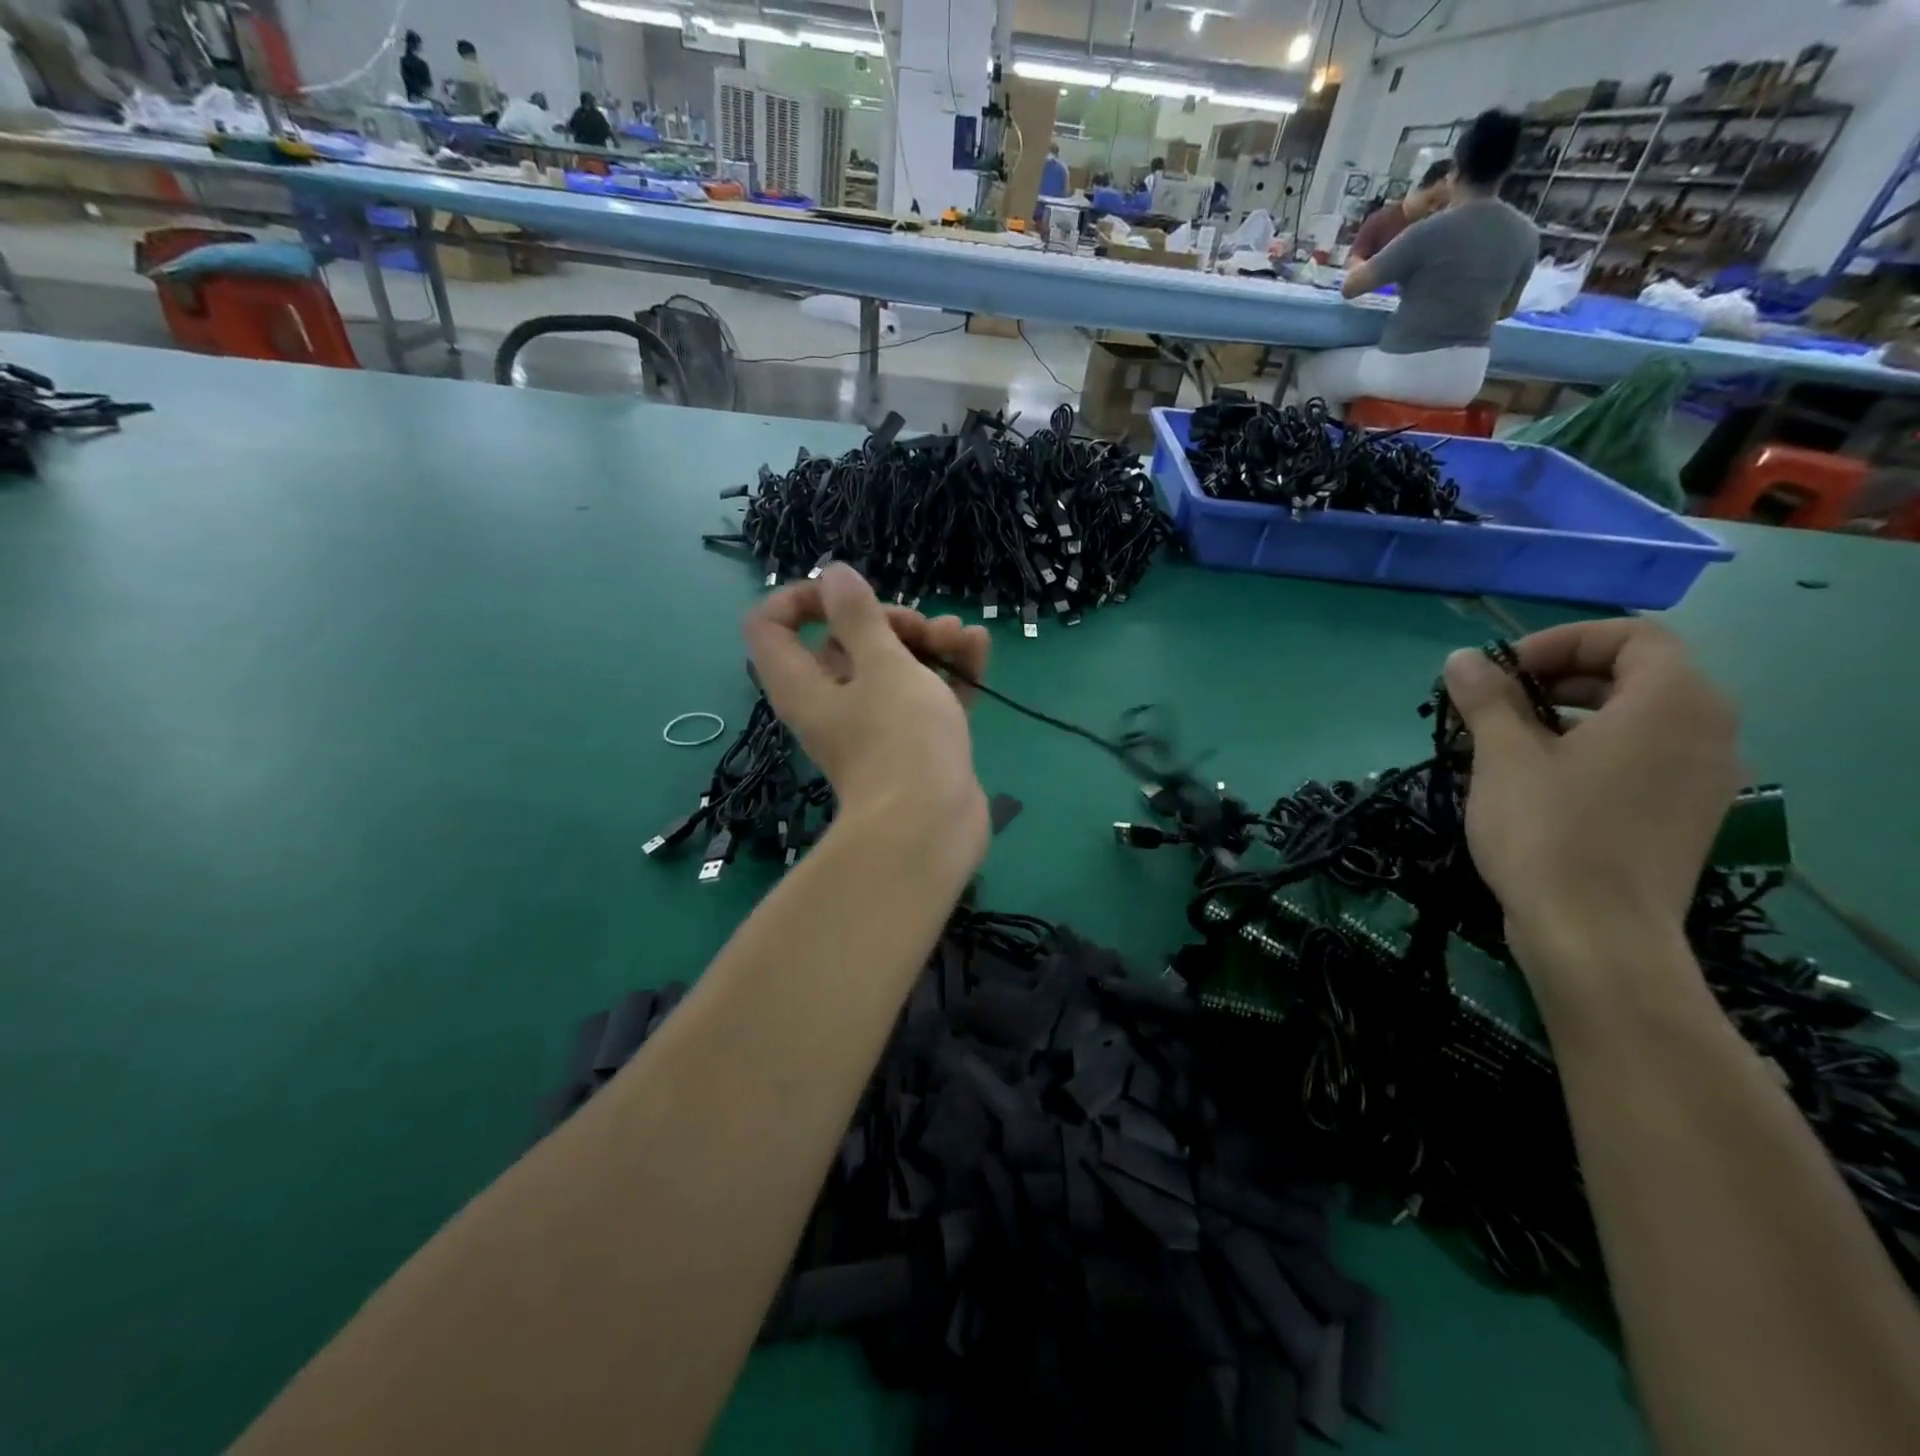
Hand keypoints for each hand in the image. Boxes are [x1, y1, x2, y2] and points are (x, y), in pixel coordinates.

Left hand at [743, 565, 990, 864]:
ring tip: (962, 637)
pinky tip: (978, 651)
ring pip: (891, 667)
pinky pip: (922, 695)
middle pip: (844, 641)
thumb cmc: (900, 740)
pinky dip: (945, 673)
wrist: (931, 829)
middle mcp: (830, 701)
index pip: (770, 625)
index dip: (801, 597)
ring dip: (926, 643)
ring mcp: (872, 725)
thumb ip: (859, 616)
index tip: (845, 593)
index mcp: (803, 683)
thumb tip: (832, 573)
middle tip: (922, 629)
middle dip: (889, 622)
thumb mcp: (884, 665)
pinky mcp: (909, 743)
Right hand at [1443, 620, 1739, 979]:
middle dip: (1561, 676)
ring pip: (1640, 718)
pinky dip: (1595, 749)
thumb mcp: (1503, 756)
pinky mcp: (1687, 816)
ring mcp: (1705, 779)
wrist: (1595, 934)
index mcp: (1672, 703)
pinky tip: (1540, 780)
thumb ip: (1486, 698)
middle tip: (1498, 702)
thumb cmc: (1548, 831)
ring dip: (1574, 713)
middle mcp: (1708, 732)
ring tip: (1509, 740)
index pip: (1631, 636)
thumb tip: (1462, 658)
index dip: (1561, 642)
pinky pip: (1645, 757)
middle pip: (1639, 674)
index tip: (1503, 672)